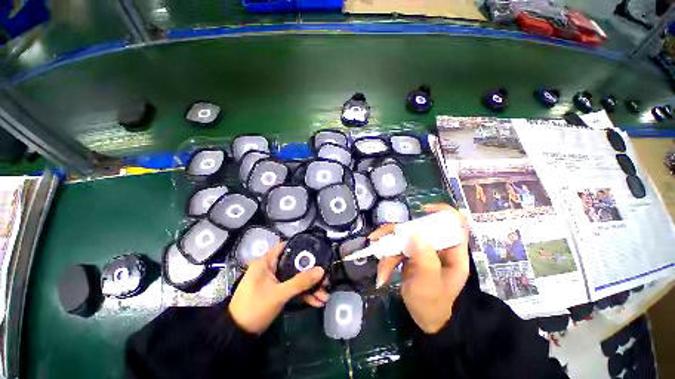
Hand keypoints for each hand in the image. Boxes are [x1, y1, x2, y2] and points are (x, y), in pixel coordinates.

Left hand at [229, 242, 325, 333]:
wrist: (238, 335)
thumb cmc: (255, 307)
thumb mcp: (279, 294)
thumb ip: (300, 282)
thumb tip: (321, 270)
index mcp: (266, 262)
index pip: (285, 246)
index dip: (301, 246)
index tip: (316, 251)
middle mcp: (271, 268)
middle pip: (294, 265)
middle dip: (310, 273)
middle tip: (325, 278)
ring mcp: (274, 281)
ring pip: (295, 278)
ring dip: (309, 287)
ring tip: (324, 296)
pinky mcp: (277, 292)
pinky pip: (292, 289)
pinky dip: (303, 295)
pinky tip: (316, 302)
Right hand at [370, 203, 468, 333]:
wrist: (425, 320)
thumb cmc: (432, 304)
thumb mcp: (429, 283)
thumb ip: (424, 257)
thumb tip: (414, 231)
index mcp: (453, 252)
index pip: (455, 223)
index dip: (442, 211)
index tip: (423, 210)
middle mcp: (437, 247)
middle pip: (419, 228)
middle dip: (397, 233)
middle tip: (379, 238)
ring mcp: (422, 250)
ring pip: (403, 237)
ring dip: (387, 248)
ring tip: (377, 259)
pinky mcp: (411, 255)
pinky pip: (396, 248)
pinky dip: (387, 259)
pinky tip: (381, 274)